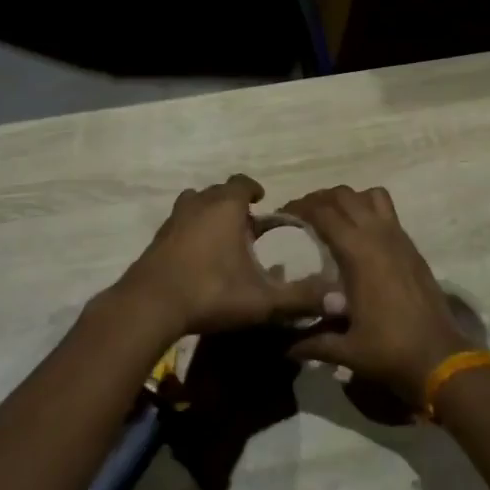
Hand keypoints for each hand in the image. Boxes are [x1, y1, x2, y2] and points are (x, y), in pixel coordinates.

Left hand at [117, 175, 332, 335]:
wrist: (149, 306)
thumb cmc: (210, 292)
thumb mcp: (262, 300)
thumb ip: (300, 298)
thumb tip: (340, 299)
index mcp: (225, 207)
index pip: (242, 182)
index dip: (254, 189)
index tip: (263, 201)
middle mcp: (198, 205)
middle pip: (217, 191)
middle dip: (233, 202)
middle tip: (247, 225)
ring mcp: (173, 220)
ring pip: (193, 203)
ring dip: (207, 212)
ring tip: (220, 235)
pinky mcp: (156, 239)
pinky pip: (178, 224)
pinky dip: (189, 230)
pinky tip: (196, 257)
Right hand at [279, 186, 474, 405]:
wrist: (440, 358)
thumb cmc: (388, 350)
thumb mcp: (344, 349)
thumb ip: (312, 342)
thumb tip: (285, 347)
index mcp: (357, 252)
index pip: (322, 212)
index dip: (299, 207)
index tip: (282, 215)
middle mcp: (378, 235)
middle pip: (344, 195)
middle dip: (320, 198)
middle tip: (303, 214)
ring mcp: (399, 238)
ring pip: (371, 196)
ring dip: (349, 199)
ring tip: (334, 217)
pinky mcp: (412, 248)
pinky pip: (389, 213)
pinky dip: (369, 210)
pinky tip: (360, 237)